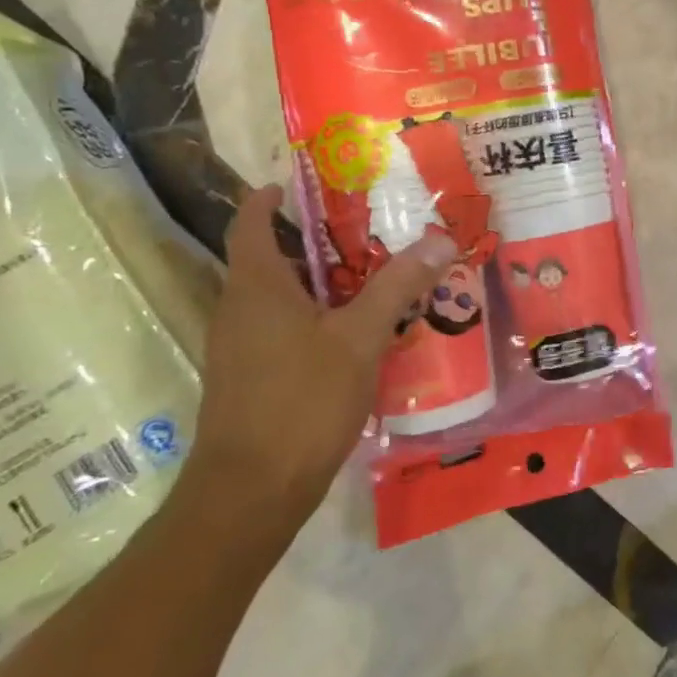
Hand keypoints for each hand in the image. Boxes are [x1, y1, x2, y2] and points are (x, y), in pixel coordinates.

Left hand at [183, 185, 455, 543]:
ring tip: (368, 283)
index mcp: (257, 287)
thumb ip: (397, 287)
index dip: (268, 199)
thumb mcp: (359, 338)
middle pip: (268, 260)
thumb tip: (439, 239)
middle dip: (311, 244)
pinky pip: (278, 331)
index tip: (294, 185)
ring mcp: (237, 348)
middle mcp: (237, 309)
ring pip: (275, 299)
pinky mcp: (246, 380)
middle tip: (362, 235)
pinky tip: (351, 339)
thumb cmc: (301, 401)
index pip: (251, 224)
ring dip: (315, 285)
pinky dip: (310, 320)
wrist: (251, 491)